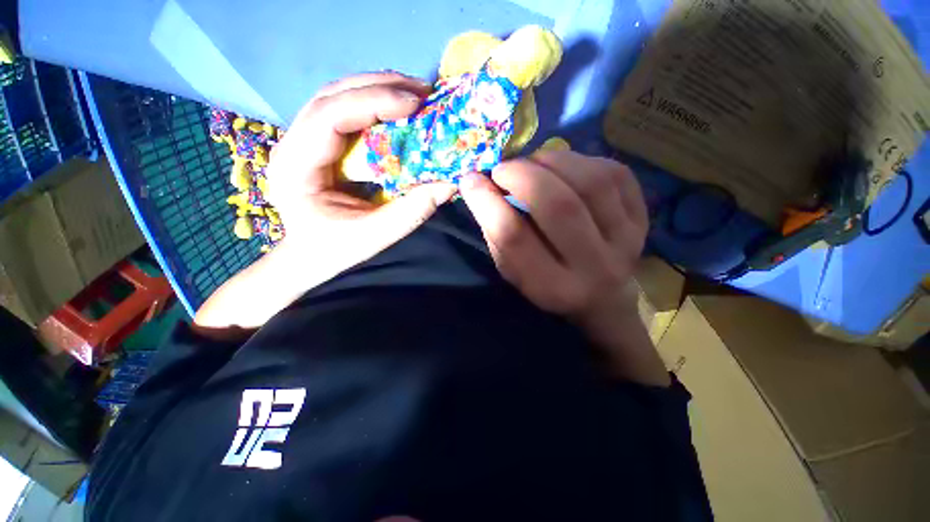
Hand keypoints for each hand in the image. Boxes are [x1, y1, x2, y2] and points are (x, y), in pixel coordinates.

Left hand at [265, 71, 456, 266]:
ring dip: (376, 90)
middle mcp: (292, 144)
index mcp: (296, 166)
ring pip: (337, 97)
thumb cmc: (335, 250)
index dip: (373, 102)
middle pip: (332, 96)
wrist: (309, 256)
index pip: (330, 115)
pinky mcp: (318, 145)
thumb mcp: (376, 236)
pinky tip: (396, 109)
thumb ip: (412, 211)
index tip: (414, 103)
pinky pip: (344, 113)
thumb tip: (450, 184)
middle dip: (379, 87)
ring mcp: (302, 140)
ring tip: (413, 94)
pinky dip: (373, 105)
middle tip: (422, 90)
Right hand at [459, 151, 668, 385]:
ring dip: (553, 161)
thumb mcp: (513, 273)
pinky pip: (615, 173)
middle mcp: (594, 267)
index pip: (514, 238)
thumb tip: (479, 185)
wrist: (604, 300)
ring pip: (591, 182)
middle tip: (504, 168)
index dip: (487, 203)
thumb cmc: (548, 286)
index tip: (470, 180)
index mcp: (553, 287)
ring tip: (534, 163)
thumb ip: (498, 234)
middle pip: (558, 205)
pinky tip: (565, 167)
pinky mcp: (643, 220)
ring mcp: (626, 241)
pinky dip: (583, 160)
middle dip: (522, 175)